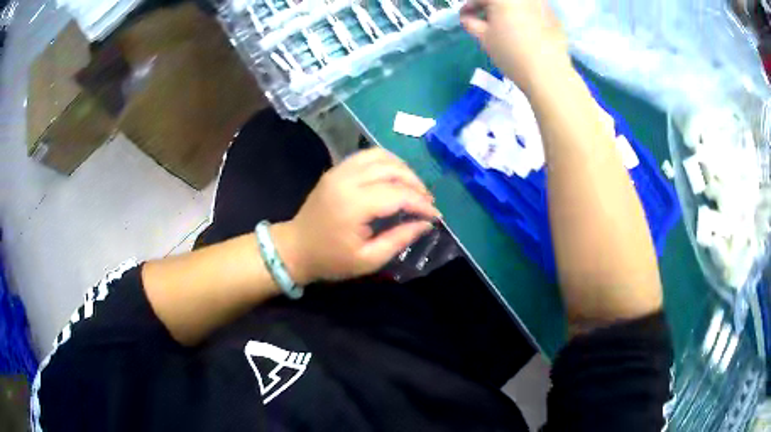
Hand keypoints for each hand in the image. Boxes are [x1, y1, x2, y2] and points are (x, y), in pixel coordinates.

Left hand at [275, 148, 440, 283]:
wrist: (294, 248)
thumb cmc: (331, 260)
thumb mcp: (368, 260)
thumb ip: (399, 239)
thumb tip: (425, 223)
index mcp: (354, 205)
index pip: (398, 194)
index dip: (421, 204)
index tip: (435, 216)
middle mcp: (347, 180)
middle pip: (392, 169)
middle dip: (416, 184)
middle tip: (427, 202)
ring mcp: (339, 171)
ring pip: (381, 156)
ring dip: (403, 169)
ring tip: (414, 188)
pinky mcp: (336, 170)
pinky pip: (367, 156)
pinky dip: (386, 162)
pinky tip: (394, 176)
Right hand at [461, 0, 571, 94]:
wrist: (549, 74)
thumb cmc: (511, 54)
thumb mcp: (484, 38)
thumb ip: (470, 23)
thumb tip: (467, 17)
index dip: (469, 5)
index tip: (466, 17)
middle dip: (489, 6)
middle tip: (485, 20)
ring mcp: (541, 4)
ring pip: (518, 4)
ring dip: (508, 10)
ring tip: (505, 25)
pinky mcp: (553, 16)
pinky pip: (533, 10)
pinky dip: (525, 15)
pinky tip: (525, 31)